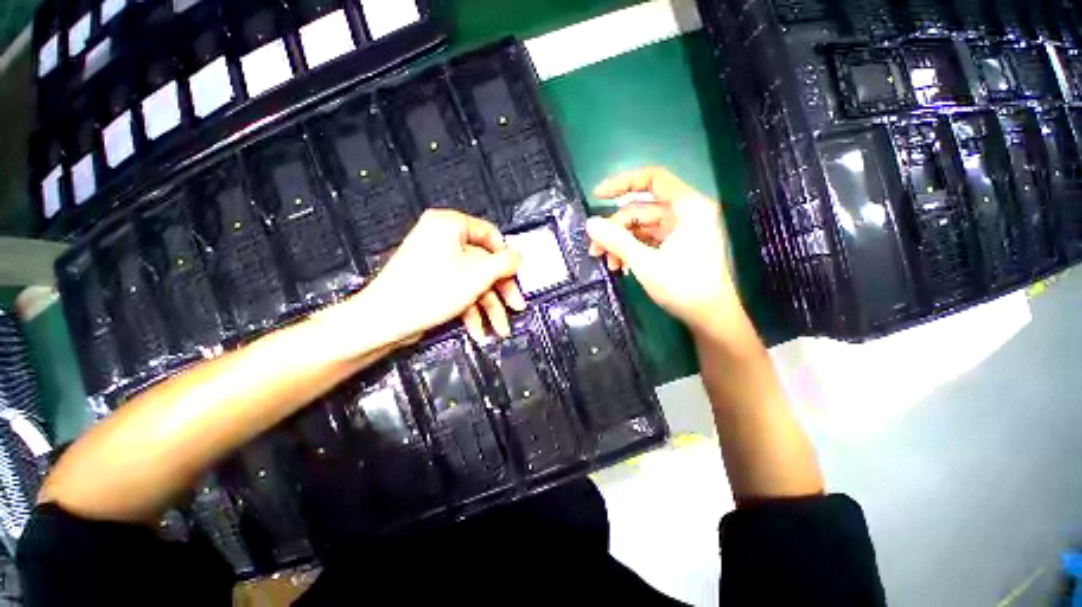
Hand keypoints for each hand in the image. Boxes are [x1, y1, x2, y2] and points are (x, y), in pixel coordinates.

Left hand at [323, 209, 525, 348]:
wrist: (385, 320)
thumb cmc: (430, 290)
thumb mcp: (478, 274)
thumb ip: (504, 263)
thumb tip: (518, 257)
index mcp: (449, 225)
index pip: (490, 234)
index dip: (506, 257)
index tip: (516, 276)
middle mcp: (442, 239)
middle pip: (484, 263)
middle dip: (501, 291)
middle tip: (516, 306)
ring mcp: (437, 262)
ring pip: (475, 281)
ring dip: (490, 307)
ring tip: (500, 329)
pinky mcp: (433, 281)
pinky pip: (460, 290)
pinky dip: (472, 310)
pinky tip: (479, 330)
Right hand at [586, 167, 740, 335]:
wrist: (710, 317)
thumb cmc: (683, 286)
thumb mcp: (645, 262)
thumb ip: (616, 240)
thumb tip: (590, 224)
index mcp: (688, 207)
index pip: (653, 179)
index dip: (623, 183)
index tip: (597, 196)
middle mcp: (686, 213)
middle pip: (641, 209)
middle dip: (615, 228)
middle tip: (594, 248)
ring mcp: (682, 230)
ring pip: (642, 227)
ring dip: (621, 243)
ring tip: (606, 263)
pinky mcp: (677, 245)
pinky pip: (649, 240)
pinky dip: (632, 250)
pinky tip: (619, 266)